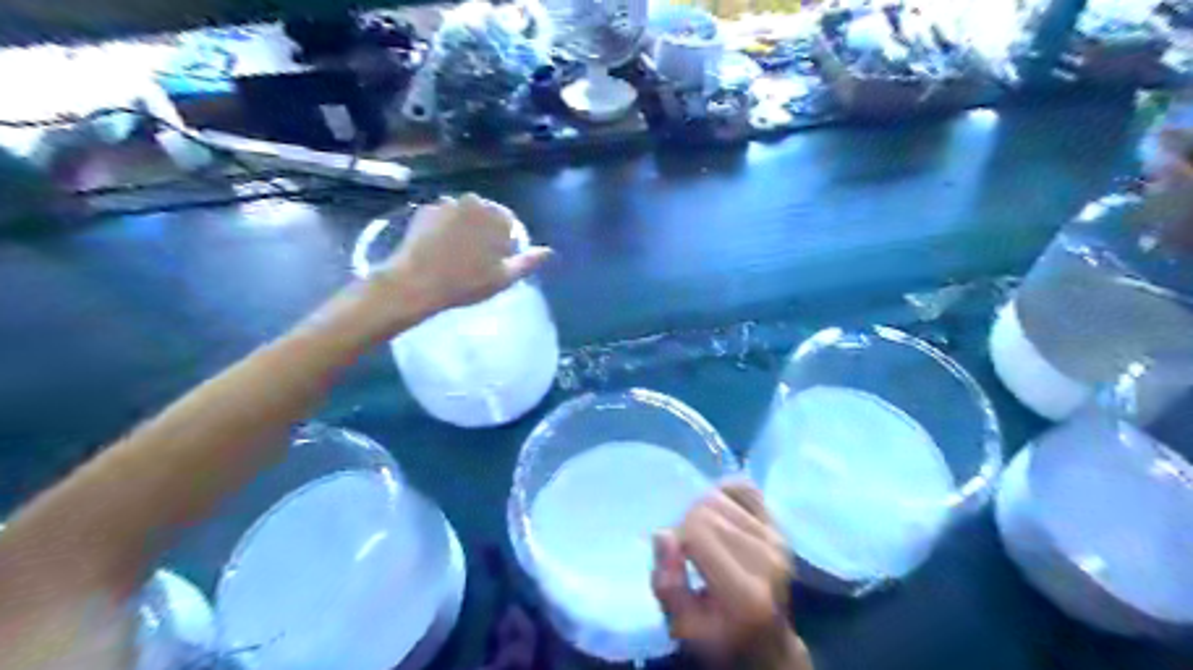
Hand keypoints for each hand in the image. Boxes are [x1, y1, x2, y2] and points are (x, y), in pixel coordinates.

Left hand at [377, 193, 555, 316]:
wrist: (416, 282)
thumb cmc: (466, 282)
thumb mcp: (504, 277)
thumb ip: (529, 261)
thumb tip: (549, 251)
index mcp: (496, 215)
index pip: (510, 224)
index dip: (506, 243)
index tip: (498, 262)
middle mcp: (473, 201)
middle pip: (487, 216)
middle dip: (486, 233)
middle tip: (478, 260)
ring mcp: (446, 202)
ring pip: (464, 216)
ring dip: (465, 229)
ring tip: (457, 256)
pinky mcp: (424, 210)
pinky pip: (443, 218)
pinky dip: (445, 229)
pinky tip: (439, 250)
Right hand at [653, 481, 811, 669]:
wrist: (766, 643)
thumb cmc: (718, 637)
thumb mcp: (682, 627)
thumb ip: (667, 585)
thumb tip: (663, 535)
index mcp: (744, 592)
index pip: (698, 529)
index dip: (677, 538)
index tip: (676, 559)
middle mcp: (767, 560)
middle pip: (708, 508)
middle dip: (688, 523)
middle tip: (688, 550)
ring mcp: (777, 540)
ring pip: (721, 496)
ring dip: (703, 511)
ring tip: (704, 536)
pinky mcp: (779, 528)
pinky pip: (745, 488)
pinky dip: (726, 492)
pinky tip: (720, 513)